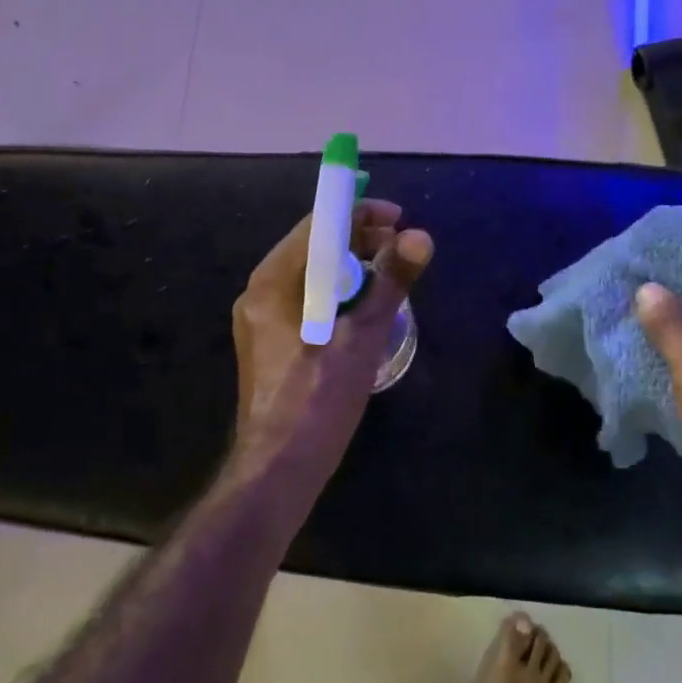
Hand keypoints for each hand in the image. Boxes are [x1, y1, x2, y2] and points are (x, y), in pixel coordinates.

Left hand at [232, 199, 433, 475]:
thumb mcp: (362, 336)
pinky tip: (364, 312)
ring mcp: (262, 320)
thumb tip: (420, 237)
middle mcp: (260, 293)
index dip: (359, 213)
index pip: (317, 225)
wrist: (280, 469)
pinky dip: (338, 296)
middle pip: (314, 249)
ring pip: (312, 277)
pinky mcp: (272, 344)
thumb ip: (391, 283)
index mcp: (274, 282)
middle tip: (402, 250)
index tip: (399, 219)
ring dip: (352, 270)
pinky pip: (307, 302)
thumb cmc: (319, 398)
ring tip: (390, 279)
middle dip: (359, 242)